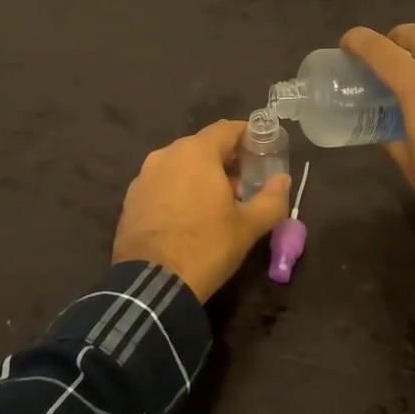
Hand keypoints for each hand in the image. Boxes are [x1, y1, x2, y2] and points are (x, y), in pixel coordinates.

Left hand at [112, 120, 290, 301]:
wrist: (151, 284)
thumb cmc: (206, 246)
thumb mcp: (249, 226)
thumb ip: (272, 199)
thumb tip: (283, 180)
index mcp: (196, 152)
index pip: (227, 129)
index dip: (247, 136)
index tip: (262, 150)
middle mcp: (166, 155)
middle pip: (203, 147)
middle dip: (225, 161)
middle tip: (244, 184)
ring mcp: (144, 177)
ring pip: (180, 166)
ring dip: (200, 177)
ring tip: (217, 204)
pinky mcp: (131, 199)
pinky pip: (162, 184)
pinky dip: (178, 191)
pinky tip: (188, 217)